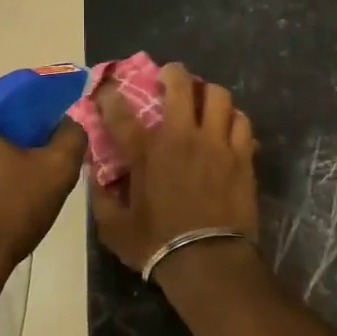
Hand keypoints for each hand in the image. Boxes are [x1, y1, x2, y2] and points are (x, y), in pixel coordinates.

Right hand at [90, 63, 259, 278]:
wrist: (209, 262)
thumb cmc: (157, 245)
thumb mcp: (114, 227)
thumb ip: (101, 196)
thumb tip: (94, 173)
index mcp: (147, 152)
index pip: (121, 113)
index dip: (110, 96)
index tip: (107, 90)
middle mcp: (182, 137)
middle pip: (180, 85)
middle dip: (172, 73)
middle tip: (169, 76)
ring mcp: (217, 143)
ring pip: (218, 96)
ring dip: (207, 92)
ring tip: (203, 98)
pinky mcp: (242, 156)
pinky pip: (242, 122)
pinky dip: (233, 118)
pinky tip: (227, 125)